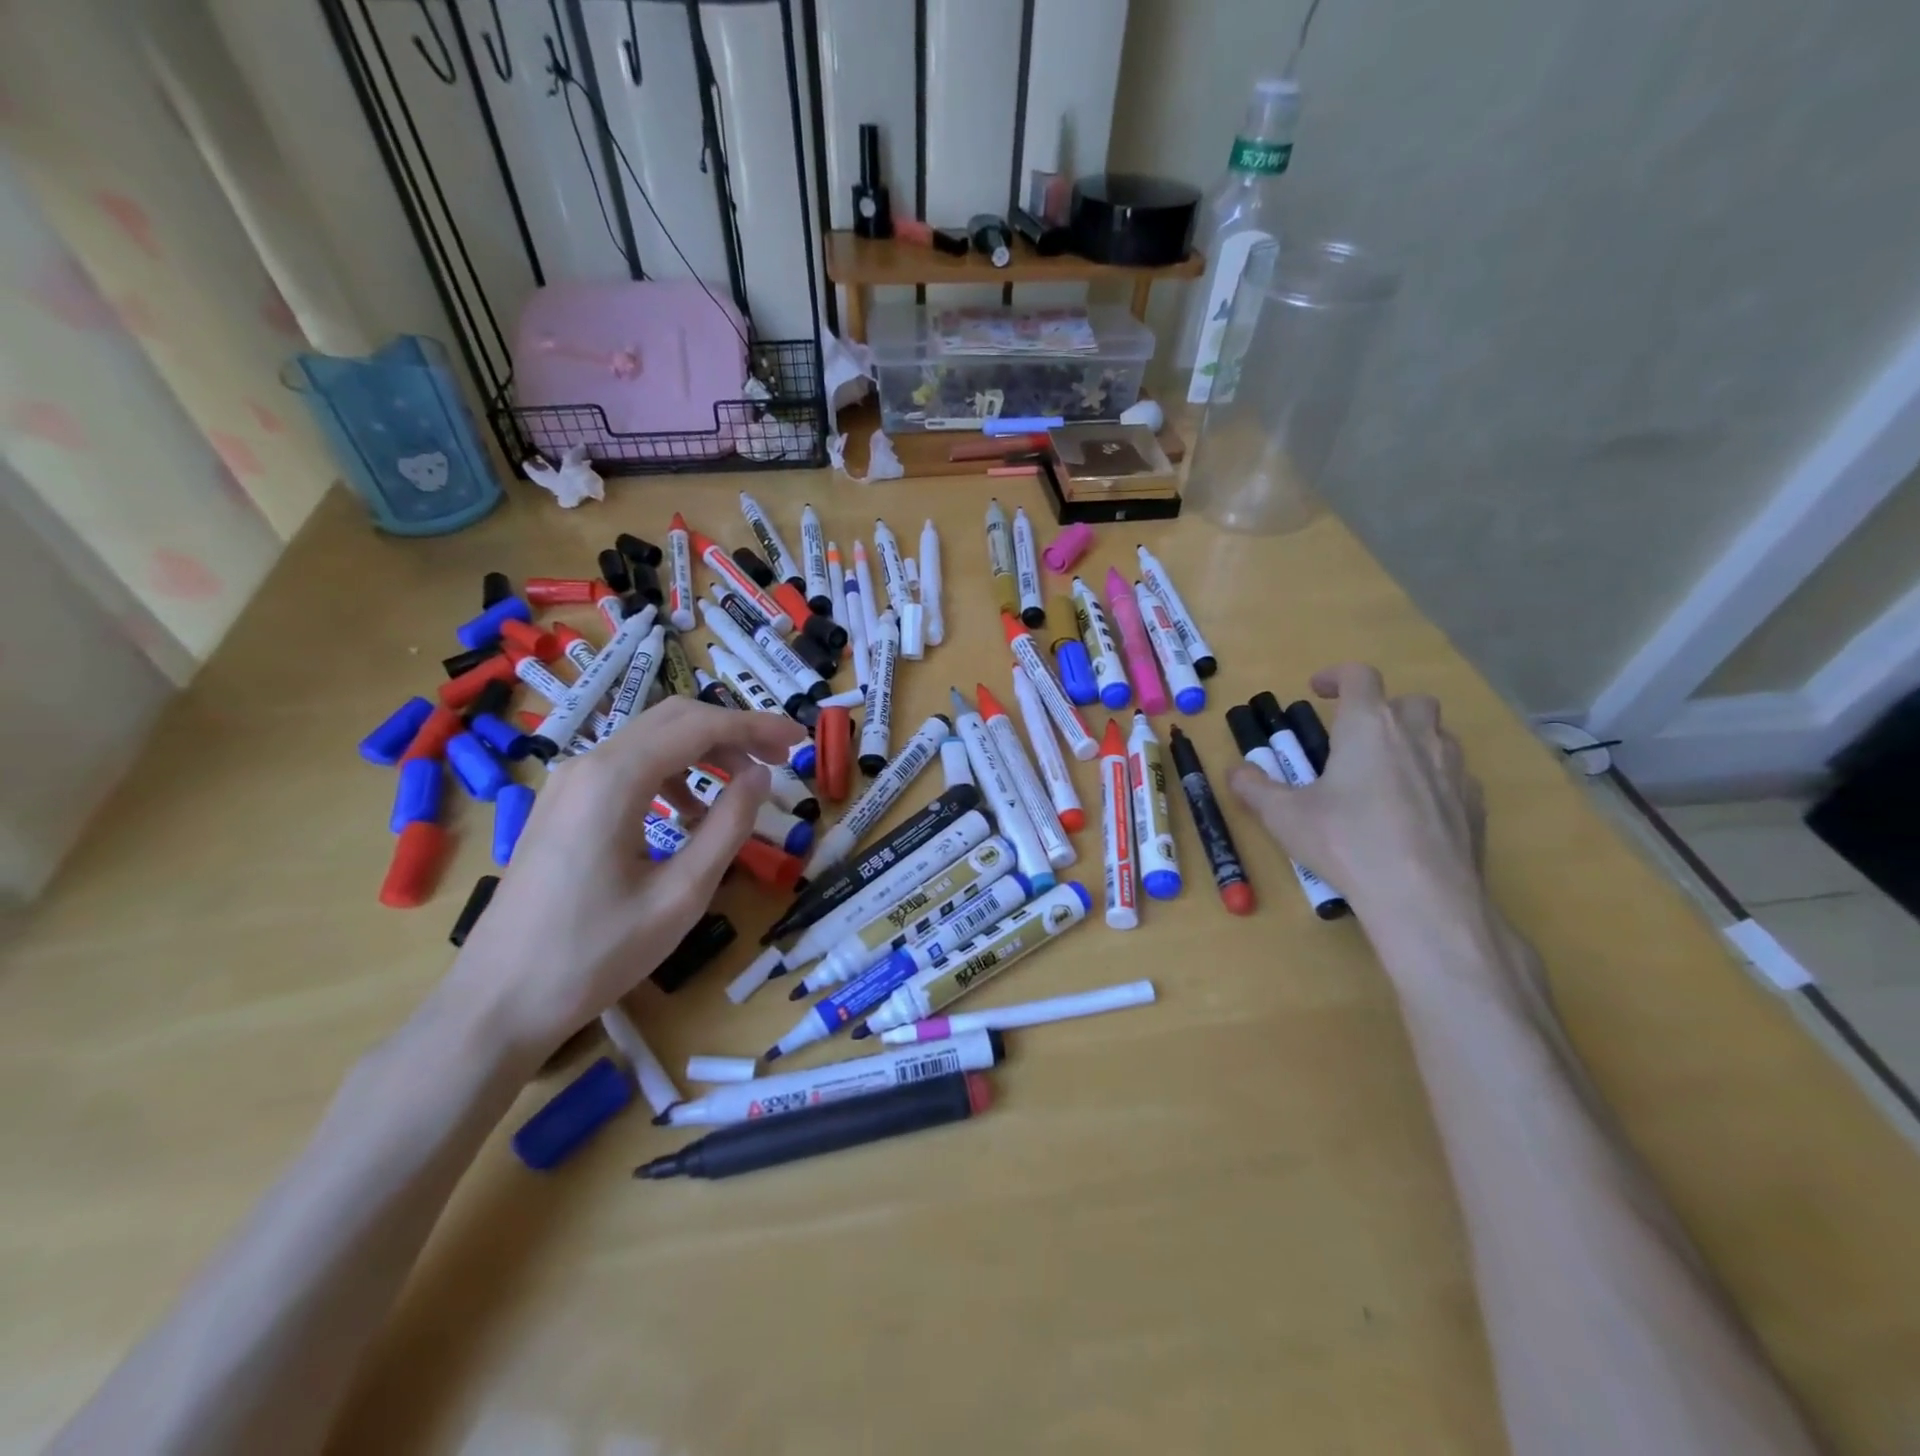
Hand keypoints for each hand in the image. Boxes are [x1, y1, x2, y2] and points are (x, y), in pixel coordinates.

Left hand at [445, 697, 806, 1061]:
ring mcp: (568, 784)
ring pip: (650, 741)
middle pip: (674, 719)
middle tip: (780, 757)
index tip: (799, 740)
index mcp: (615, 779)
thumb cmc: (595, 955)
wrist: (496, 1004)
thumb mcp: (681, 895)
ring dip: (704, 752)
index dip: (756, 727)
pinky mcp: (561, 806)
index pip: (700, 726)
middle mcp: (587, 765)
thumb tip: (760, 777)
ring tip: (744, 787)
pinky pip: (627, 768)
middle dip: (734, 731)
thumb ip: (728, 827)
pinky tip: (690, 814)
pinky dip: (671, 774)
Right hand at [1228, 663, 1485, 921]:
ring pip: (1438, 736)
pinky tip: (1412, 813)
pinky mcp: (1474, 804)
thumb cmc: (1345, 842)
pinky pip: (1455, 776)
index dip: (1336, 676)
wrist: (1422, 896)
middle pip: (1409, 700)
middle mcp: (1417, 736)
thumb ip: (1254, 788)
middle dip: (1383, 708)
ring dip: (1412, 742)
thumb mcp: (1283, 816)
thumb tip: (1236, 771)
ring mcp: (1453, 769)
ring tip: (1384, 775)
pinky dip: (1433, 781)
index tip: (1318, 690)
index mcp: (1368, 727)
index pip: (1359, 676)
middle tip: (1356, 737)